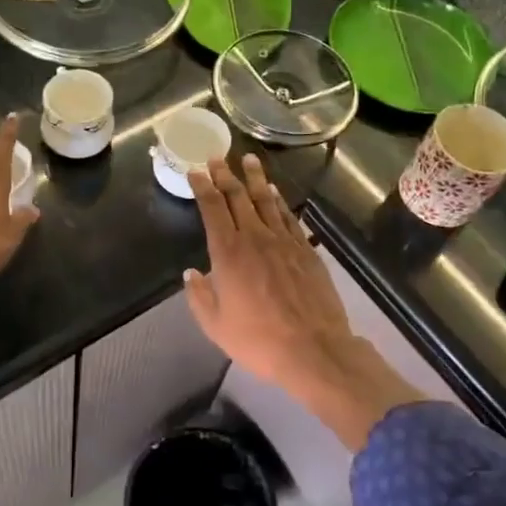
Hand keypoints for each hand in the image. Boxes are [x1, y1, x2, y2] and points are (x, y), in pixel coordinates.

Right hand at [184, 155, 417, 449]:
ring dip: (255, 178)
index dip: (202, 187)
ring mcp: (283, 241)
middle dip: (225, 175)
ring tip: (249, 159)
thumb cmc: (258, 340)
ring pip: (266, 200)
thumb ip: (200, 296)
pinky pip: (288, 217)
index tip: (195, 170)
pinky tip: (275, 192)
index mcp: (228, 253)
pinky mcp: (306, 250)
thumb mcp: (215, 326)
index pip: (212, 209)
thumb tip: (191, 274)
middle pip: (238, 197)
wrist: (313, 348)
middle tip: (217, 156)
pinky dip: (279, 201)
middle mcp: (254, 238)